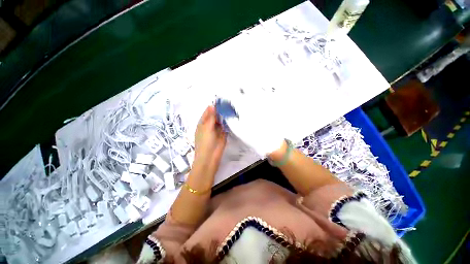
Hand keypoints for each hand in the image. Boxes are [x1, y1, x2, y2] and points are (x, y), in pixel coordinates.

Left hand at [193, 106, 226, 177]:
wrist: (210, 157)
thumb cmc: (205, 142)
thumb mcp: (207, 128)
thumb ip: (211, 117)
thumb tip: (212, 105)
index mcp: (203, 123)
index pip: (208, 112)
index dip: (213, 107)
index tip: (220, 100)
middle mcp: (209, 125)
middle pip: (215, 116)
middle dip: (220, 111)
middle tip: (228, 103)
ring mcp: (217, 130)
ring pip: (221, 121)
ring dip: (225, 116)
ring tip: (231, 108)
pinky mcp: (223, 134)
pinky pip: (226, 126)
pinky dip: (228, 122)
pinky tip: (233, 117)